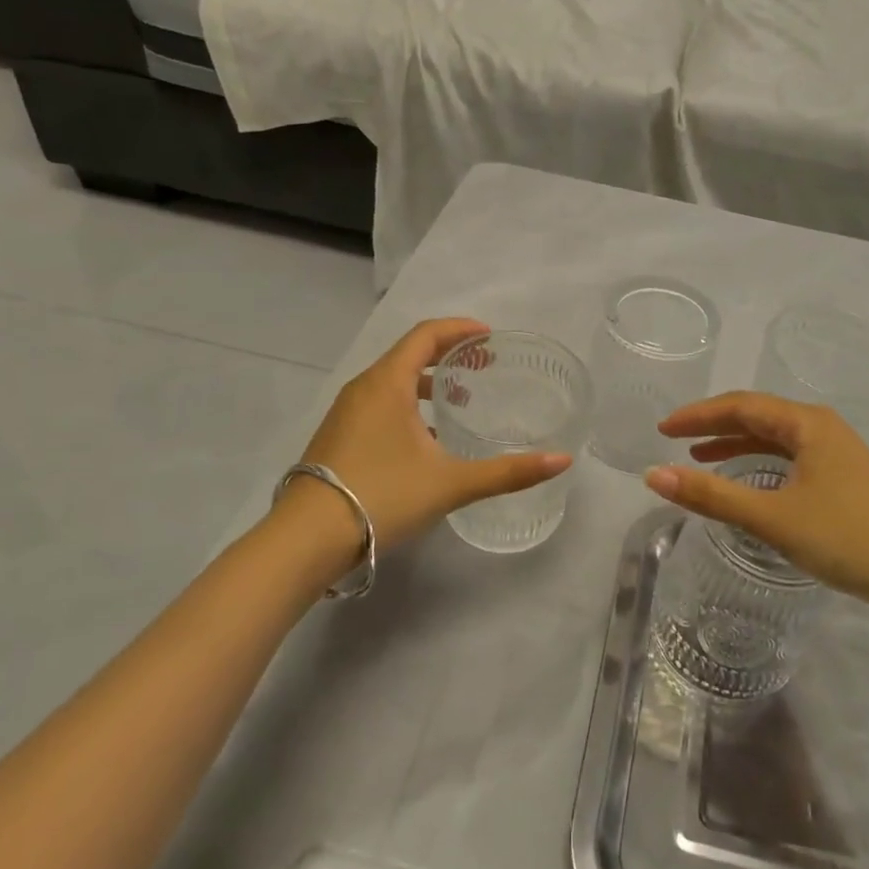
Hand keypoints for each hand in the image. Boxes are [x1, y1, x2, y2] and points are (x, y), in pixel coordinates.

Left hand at [296, 319, 571, 554]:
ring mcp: (346, 413)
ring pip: (392, 382)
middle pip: (409, 354)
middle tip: (483, 366)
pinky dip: (408, 405)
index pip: (426, 335)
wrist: (306, 539)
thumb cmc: (382, 496)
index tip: (489, 336)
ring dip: (427, 382)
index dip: (459, 329)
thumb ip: (508, 472)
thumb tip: (562, 460)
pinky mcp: (338, 437)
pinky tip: (426, 440)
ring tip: (459, 401)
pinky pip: (379, 404)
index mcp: (387, 383)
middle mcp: (363, 388)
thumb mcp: (451, 483)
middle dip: (448, 354)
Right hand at [644, 392, 868, 624]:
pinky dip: (760, 464)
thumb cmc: (847, 539)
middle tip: (675, 438)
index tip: (663, 429)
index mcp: (807, 423)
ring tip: (700, 458)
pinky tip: (749, 482)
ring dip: (736, 444)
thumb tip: (653, 475)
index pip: (741, 405)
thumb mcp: (771, 517)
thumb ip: (711, 496)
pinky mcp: (844, 478)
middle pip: (758, 416)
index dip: (698, 415)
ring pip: (775, 438)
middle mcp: (822, 428)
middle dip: (714, 425)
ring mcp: (837, 453)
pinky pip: (790, 458)